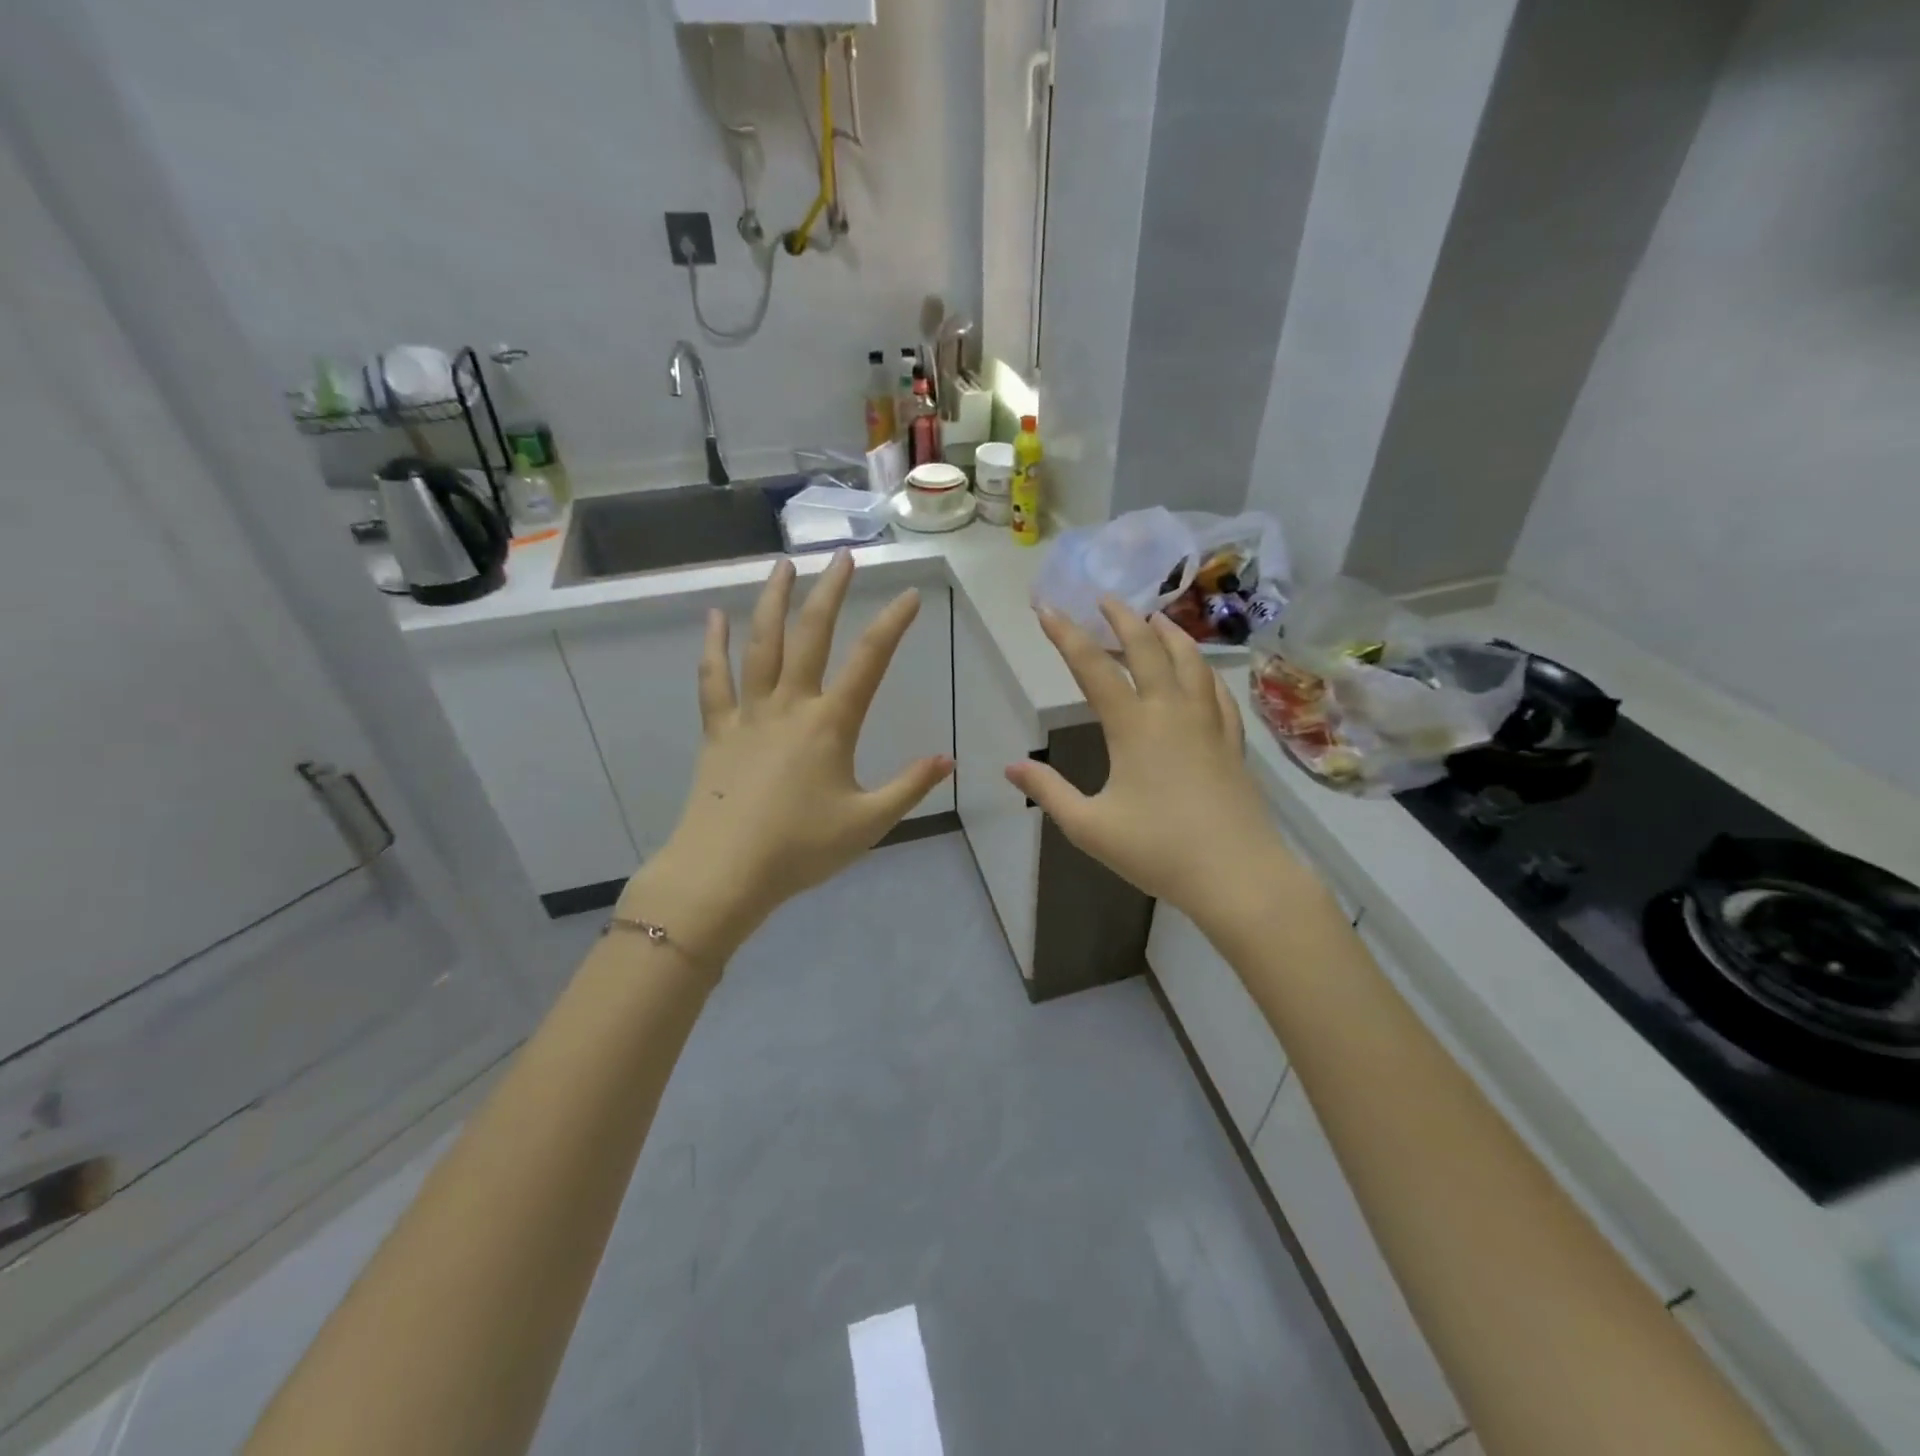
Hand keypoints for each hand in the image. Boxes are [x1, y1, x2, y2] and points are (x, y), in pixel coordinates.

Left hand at [618, 552, 953, 967]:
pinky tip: (712, 617)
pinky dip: (712, 646)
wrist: (723, 873)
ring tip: (783, 565)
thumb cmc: (799, 850)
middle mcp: (789, 705)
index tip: (909, 594)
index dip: (892, 624)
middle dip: (830, 592)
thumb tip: (948, 760)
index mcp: (830, 725)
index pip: (869, 661)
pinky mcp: (717, 730)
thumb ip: (909, 787)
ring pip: (760, 644)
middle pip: (810, 635)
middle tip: (842, 556)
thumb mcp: (868, 823)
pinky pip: (713, 679)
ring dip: (772, 601)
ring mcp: (748, 714)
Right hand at [1006, 599, 1299, 925]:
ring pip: (1190, 660)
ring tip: (1155, 618)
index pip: (1092, 667)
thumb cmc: (1158, 850)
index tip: (1046, 609)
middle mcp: (1172, 711)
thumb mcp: (1089, 826)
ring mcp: (1208, 723)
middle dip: (1122, 618)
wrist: (1237, 875)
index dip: (1066, 635)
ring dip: (1168, 633)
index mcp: (1133, 726)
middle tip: (1105, 598)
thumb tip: (1011, 767)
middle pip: (1147, 647)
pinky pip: (1217, 690)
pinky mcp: (1232, 741)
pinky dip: (1202, 669)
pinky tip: (1199, 672)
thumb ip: (1049, 792)